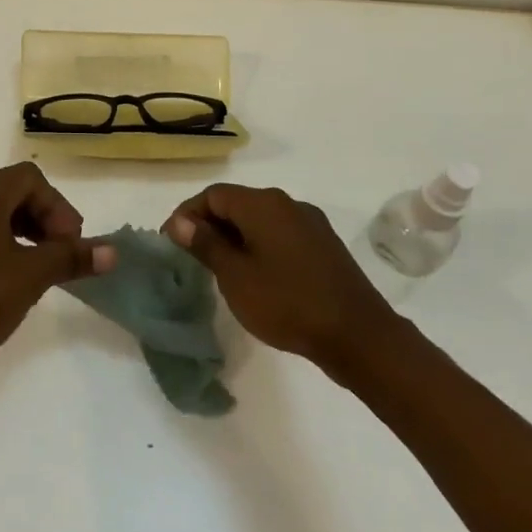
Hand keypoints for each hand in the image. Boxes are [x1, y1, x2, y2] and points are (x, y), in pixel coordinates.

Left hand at [0, 163, 116, 378]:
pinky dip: (4, 241)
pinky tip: (13, 275)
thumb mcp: (32, 276)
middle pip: (13, 191)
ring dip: (26, 230)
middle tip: (62, 253)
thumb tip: (112, 252)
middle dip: (45, 217)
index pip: (30, 179)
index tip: (69, 242)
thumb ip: (71, 257)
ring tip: (42, 265)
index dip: (57, 206)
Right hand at [163, 184, 410, 385]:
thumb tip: (180, 222)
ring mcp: (310, 224)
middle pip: (237, 203)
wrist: (360, 336)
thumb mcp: (236, 276)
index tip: (171, 241)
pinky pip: (281, 235)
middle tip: (192, 257)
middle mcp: (287, 204)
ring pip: (260, 220)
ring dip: (235, 237)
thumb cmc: (288, 303)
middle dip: (210, 225)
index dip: (187, 214)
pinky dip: (259, 246)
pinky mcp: (324, 246)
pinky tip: (256, 276)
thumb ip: (206, 244)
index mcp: (263, 204)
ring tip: (220, 269)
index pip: (213, 195)